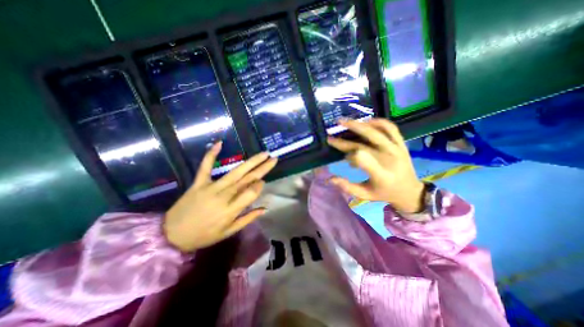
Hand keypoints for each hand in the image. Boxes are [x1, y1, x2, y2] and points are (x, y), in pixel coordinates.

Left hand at [161, 142, 275, 251]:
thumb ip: (247, 219)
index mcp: (231, 209)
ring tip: (263, 154)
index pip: (252, 192)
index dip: (260, 185)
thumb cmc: (203, 235)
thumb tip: (264, 208)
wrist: (171, 235)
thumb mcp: (228, 232)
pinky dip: (211, 154)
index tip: (263, 182)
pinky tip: (219, 143)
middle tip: (273, 159)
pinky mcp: (199, 182)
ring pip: (235, 172)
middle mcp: (224, 195)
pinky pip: (205, 166)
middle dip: (262, 168)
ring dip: (251, 161)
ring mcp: (211, 187)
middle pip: (247, 179)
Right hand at [323, 119, 424, 213]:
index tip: (340, 155)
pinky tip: (366, 122)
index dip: (349, 154)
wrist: (409, 191)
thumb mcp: (364, 195)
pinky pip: (390, 128)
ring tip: (345, 122)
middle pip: (365, 143)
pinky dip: (378, 122)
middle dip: (346, 138)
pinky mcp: (401, 143)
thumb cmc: (384, 193)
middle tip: (332, 135)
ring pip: (377, 131)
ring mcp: (397, 149)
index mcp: (381, 175)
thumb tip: (330, 179)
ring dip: (359, 125)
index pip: (362, 159)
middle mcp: (389, 159)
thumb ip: (347, 187)